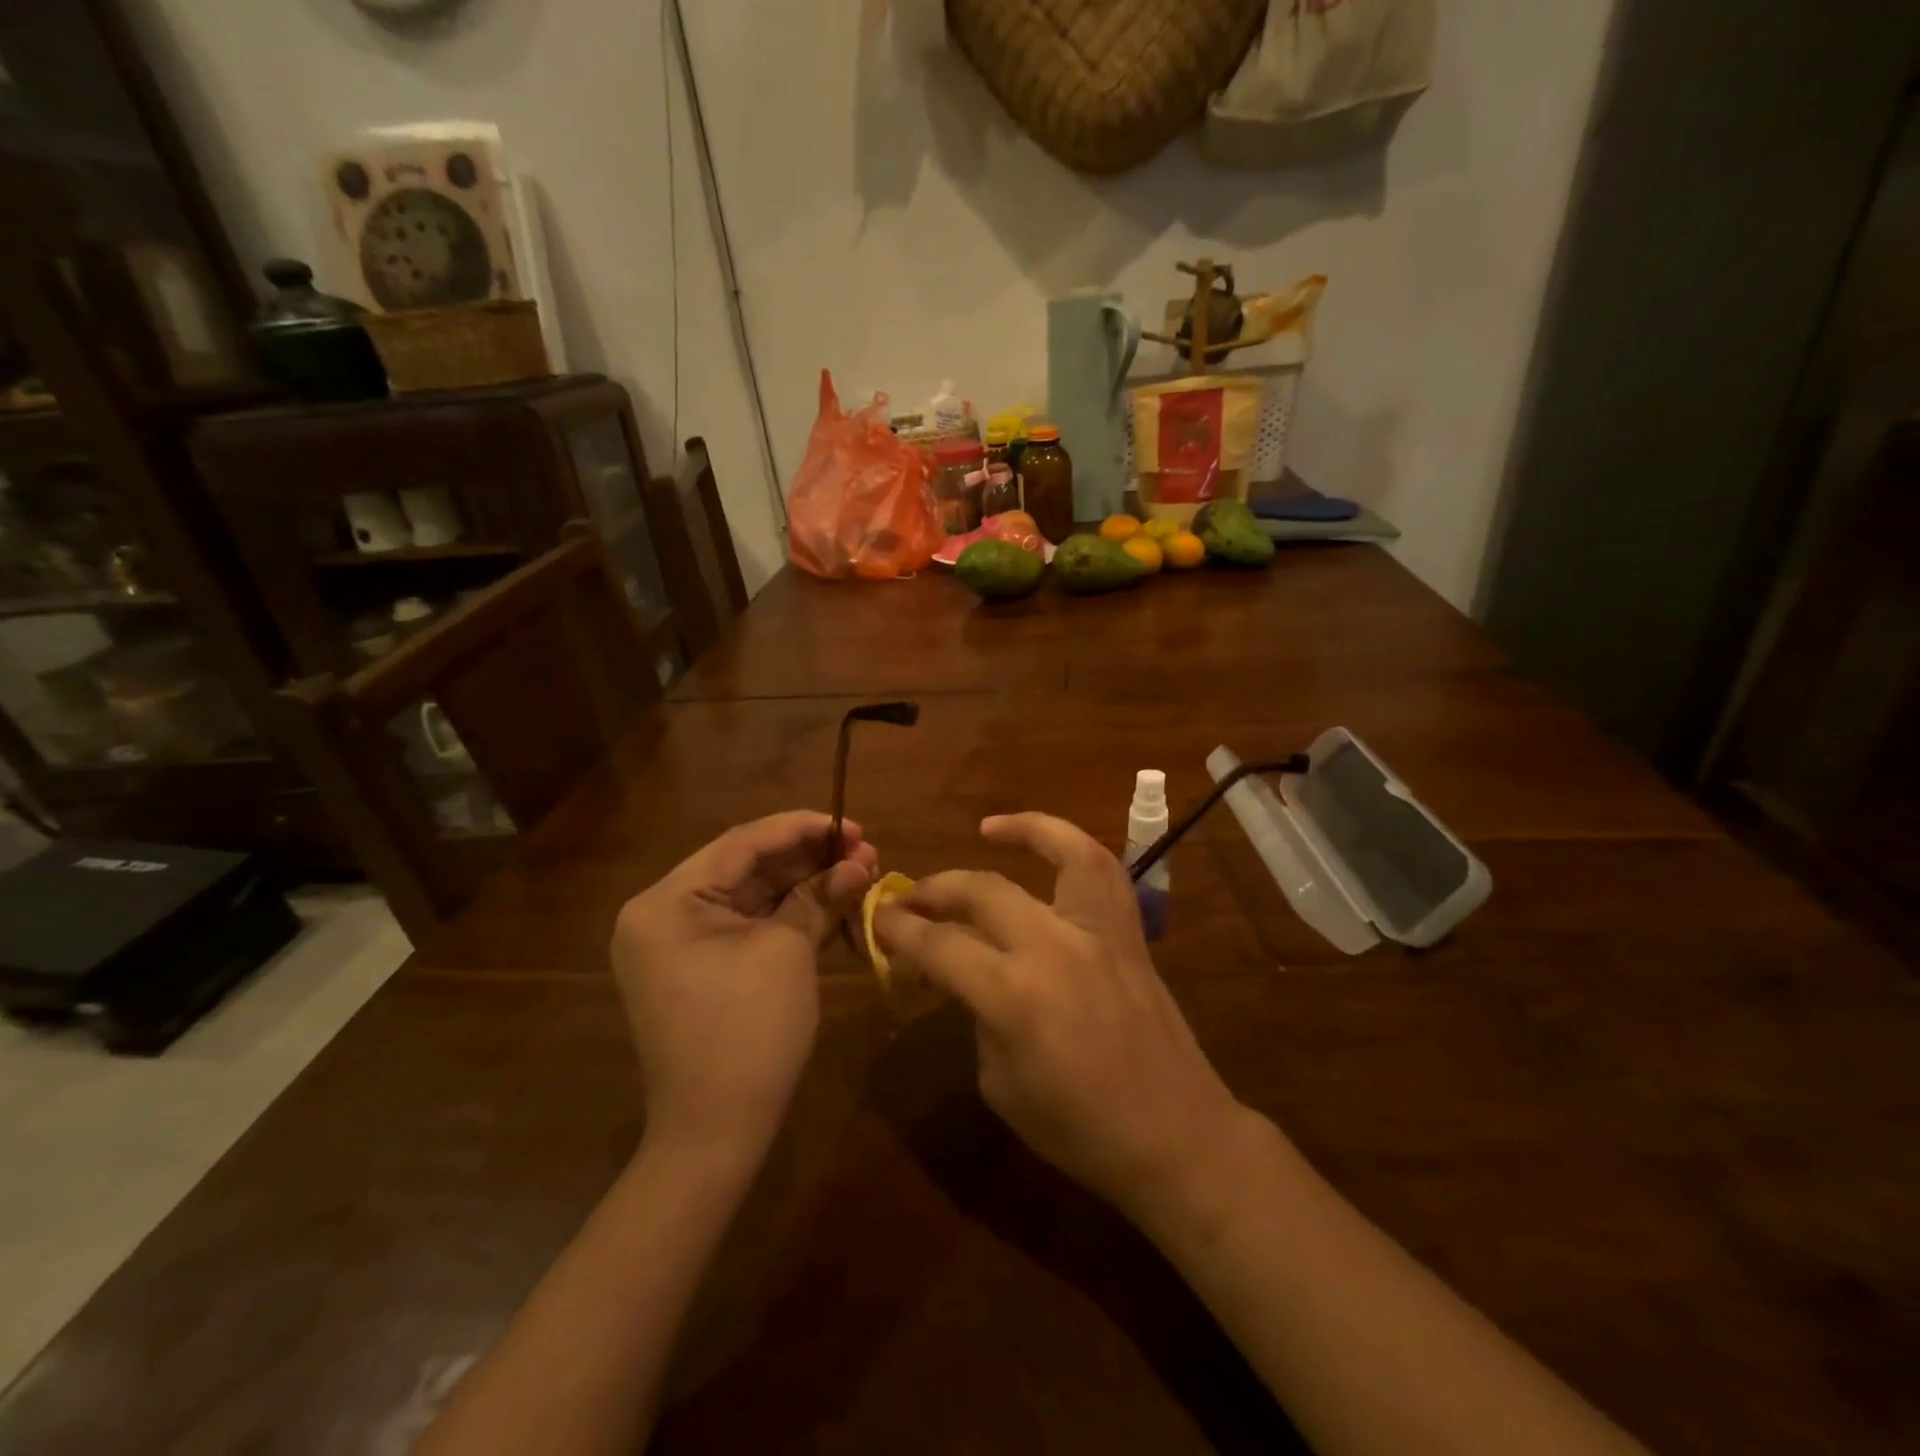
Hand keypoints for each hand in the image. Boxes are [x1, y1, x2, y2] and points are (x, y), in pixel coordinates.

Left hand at [612, 811, 878, 1163]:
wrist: (714, 1135)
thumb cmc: (748, 1033)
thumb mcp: (788, 953)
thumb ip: (821, 897)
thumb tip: (860, 862)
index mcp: (666, 902)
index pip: (741, 844)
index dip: (802, 828)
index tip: (852, 825)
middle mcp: (662, 913)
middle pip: (745, 867)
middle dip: (808, 858)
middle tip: (864, 850)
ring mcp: (677, 943)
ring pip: (750, 895)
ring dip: (803, 883)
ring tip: (858, 871)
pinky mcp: (697, 966)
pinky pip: (746, 925)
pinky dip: (787, 913)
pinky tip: (832, 901)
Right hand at [872, 813, 1243, 1219]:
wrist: (1174, 1136)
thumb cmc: (1079, 1128)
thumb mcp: (1001, 1085)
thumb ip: (978, 1018)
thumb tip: (968, 976)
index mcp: (1013, 995)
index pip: (940, 946)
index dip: (900, 930)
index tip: (878, 918)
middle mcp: (1053, 946)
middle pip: (982, 891)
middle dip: (934, 890)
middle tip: (908, 898)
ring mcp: (1098, 932)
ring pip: (1061, 853)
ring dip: (1021, 831)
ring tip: (987, 829)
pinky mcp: (1128, 933)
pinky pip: (1103, 871)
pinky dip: (1073, 845)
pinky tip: (1051, 845)